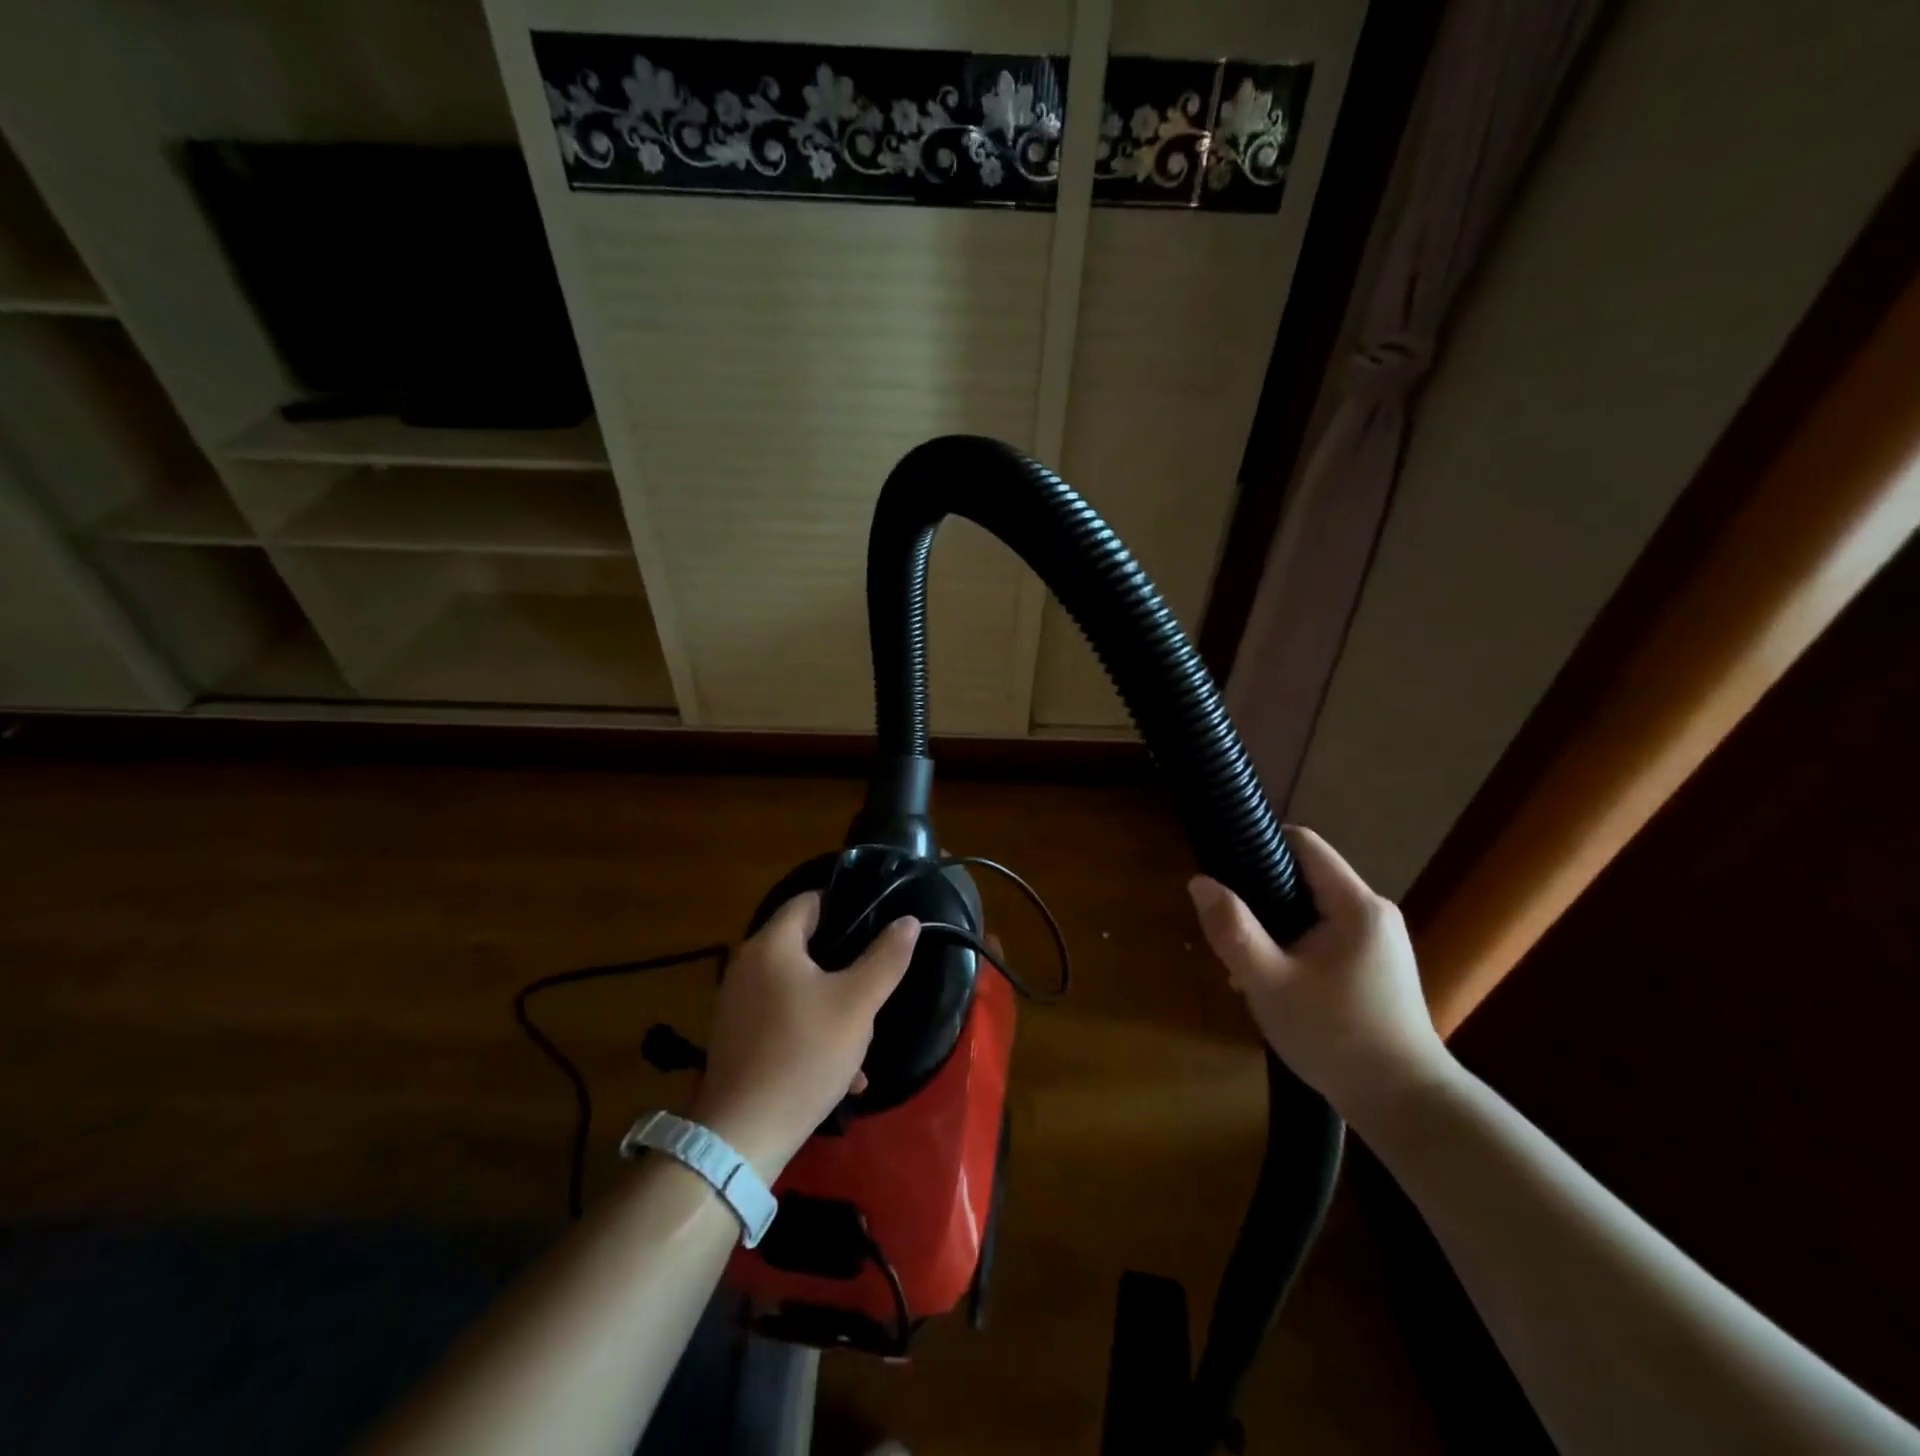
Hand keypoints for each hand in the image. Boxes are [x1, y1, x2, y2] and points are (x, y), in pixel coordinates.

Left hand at [690, 893, 918, 1180]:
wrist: (744, 1135)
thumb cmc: (805, 1054)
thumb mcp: (858, 1004)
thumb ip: (886, 958)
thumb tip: (908, 921)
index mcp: (771, 945)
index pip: (810, 901)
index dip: (846, 906)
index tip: (877, 925)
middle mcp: (747, 965)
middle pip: (804, 945)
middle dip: (844, 963)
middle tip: (875, 981)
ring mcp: (737, 1003)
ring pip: (797, 987)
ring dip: (831, 1003)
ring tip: (862, 1033)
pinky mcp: (736, 1038)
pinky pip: (782, 1019)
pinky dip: (810, 1031)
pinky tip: (842, 1070)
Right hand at [1187, 827, 1452, 1130]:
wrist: (1407, 1107)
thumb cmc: (1336, 1037)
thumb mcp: (1270, 983)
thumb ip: (1233, 930)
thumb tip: (1200, 882)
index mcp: (1355, 904)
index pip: (1303, 843)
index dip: (1259, 844)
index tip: (1222, 867)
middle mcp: (1373, 912)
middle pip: (1305, 877)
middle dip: (1261, 896)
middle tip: (1229, 929)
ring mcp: (1379, 941)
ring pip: (1312, 910)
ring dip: (1275, 927)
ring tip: (1245, 964)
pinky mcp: (1378, 966)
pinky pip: (1326, 936)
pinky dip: (1296, 946)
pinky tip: (1275, 983)